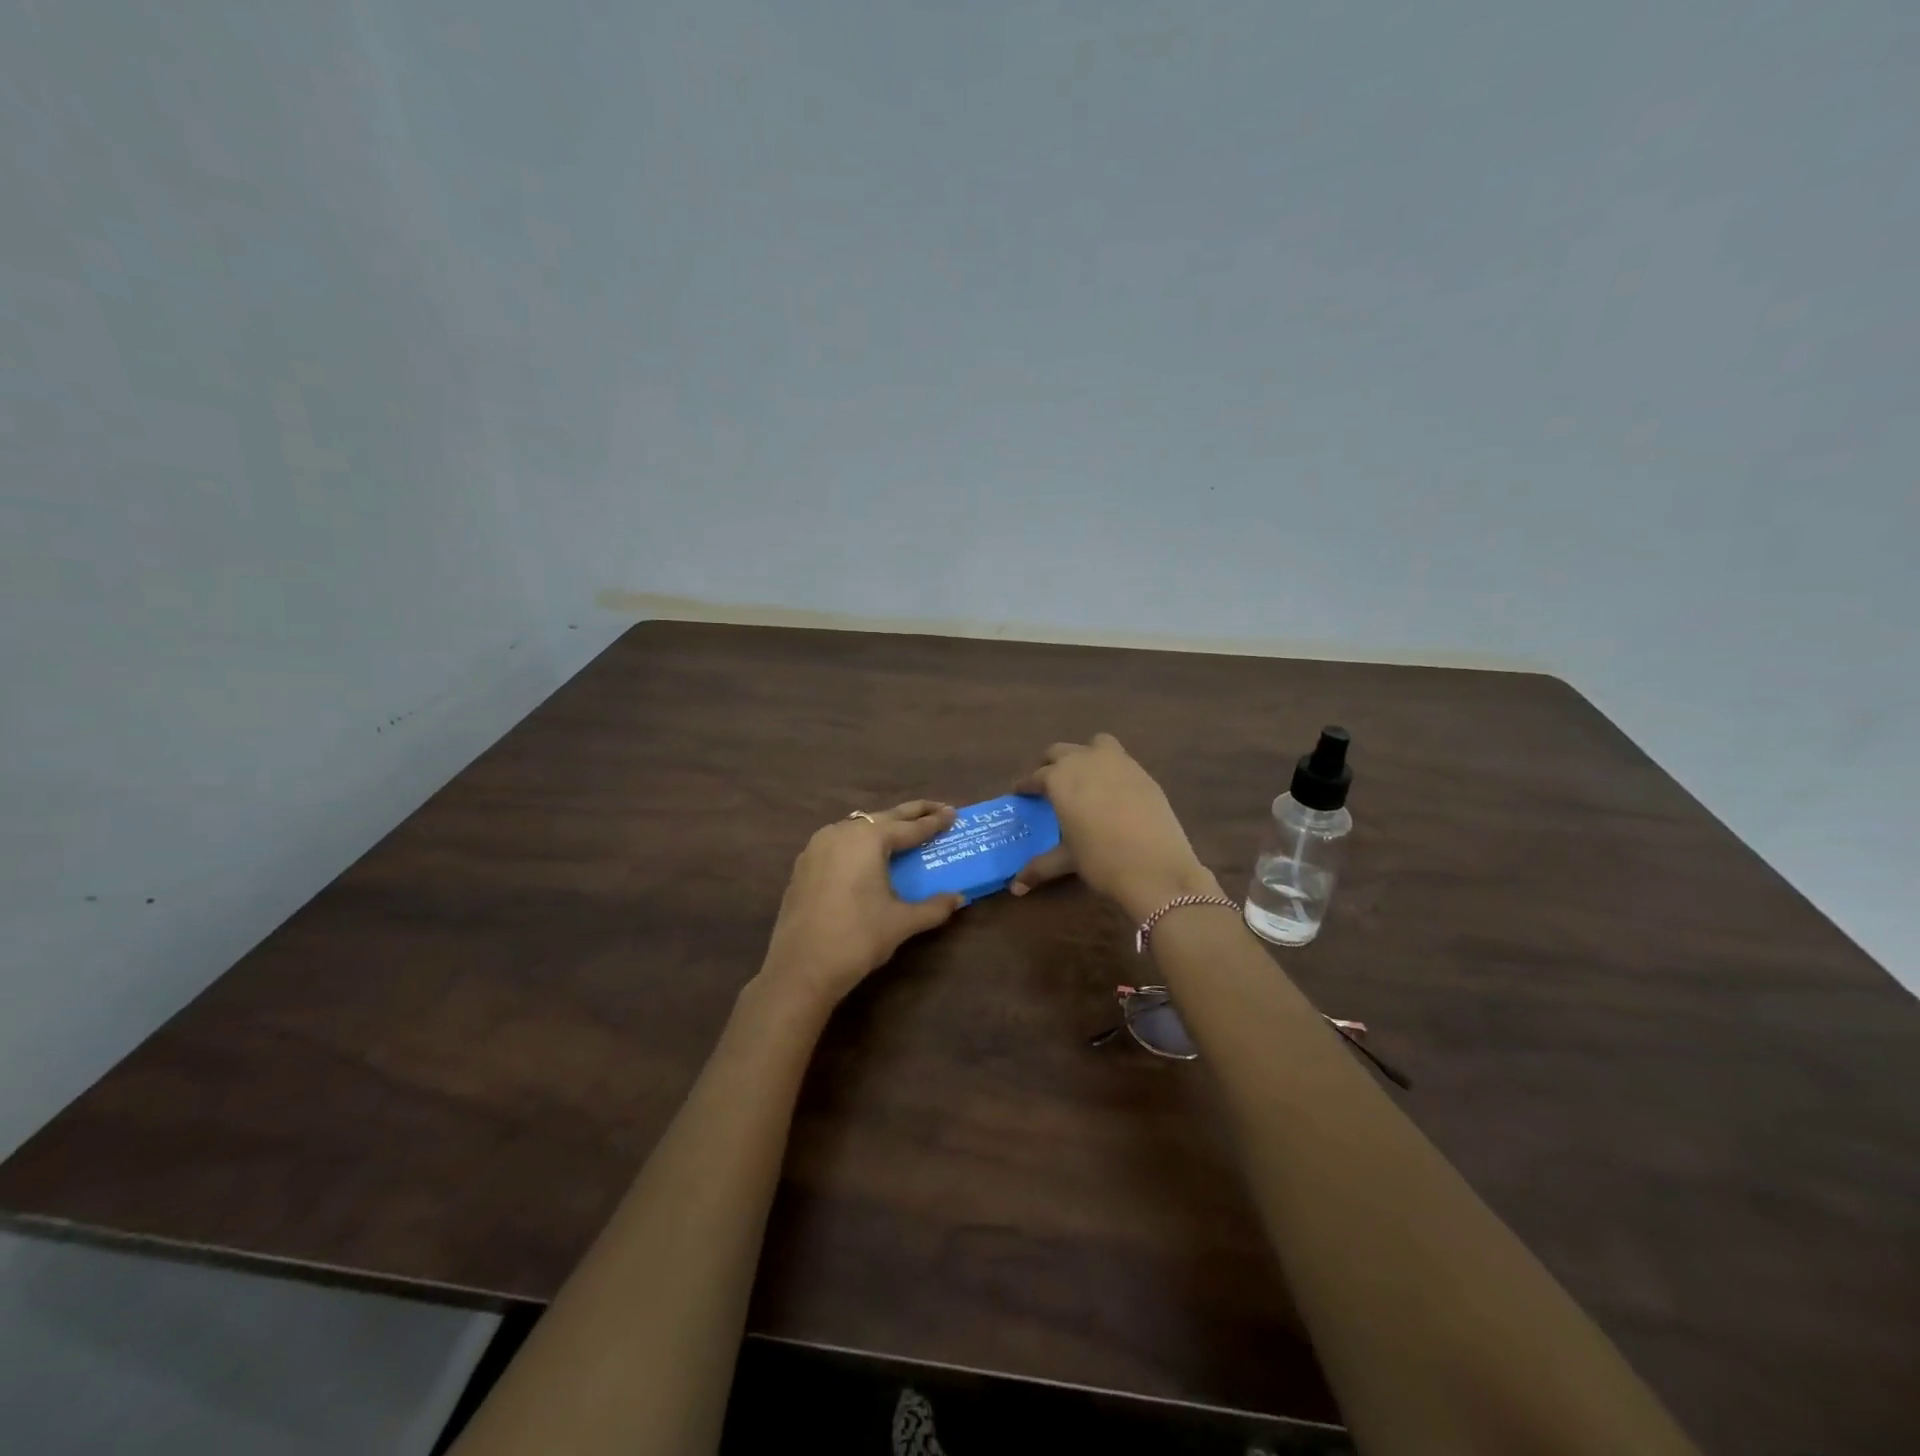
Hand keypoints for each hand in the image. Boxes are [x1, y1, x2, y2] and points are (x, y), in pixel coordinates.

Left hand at [760, 800, 965, 1010]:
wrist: (801, 967)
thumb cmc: (857, 938)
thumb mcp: (901, 922)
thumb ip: (933, 907)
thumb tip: (959, 898)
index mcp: (869, 839)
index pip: (910, 827)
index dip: (934, 821)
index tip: (953, 813)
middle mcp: (842, 833)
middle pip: (883, 817)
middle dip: (911, 813)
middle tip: (937, 809)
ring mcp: (818, 846)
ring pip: (858, 826)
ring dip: (882, 825)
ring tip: (903, 829)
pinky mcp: (803, 864)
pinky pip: (839, 841)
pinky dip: (859, 841)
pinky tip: (866, 854)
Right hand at [1009, 735, 1217, 918]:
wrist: (1156, 868)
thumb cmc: (1102, 861)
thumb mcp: (1068, 860)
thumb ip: (1039, 866)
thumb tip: (1016, 887)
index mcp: (1060, 778)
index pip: (1035, 776)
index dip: (1026, 785)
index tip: (1020, 793)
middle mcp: (1085, 760)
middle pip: (1060, 752)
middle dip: (1050, 765)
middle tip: (1048, 785)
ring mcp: (1118, 762)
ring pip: (1094, 745)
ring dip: (1083, 756)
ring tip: (1083, 779)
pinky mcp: (1143, 772)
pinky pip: (1119, 759)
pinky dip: (1110, 768)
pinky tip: (1112, 792)